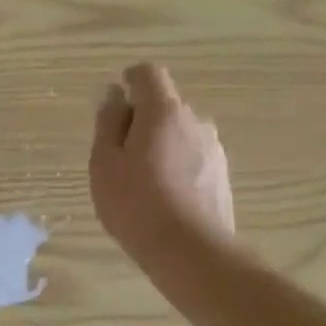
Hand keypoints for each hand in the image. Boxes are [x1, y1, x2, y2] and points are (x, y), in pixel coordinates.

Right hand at [91, 63, 235, 271]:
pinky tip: (161, 196)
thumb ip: (108, 122)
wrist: (190, 251)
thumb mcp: (104, 161)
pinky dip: (174, 165)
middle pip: (164, 105)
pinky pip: (191, 156)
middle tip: (117, 155)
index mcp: (163, 111)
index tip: (114, 102)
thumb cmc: (135, 202)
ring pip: (179, 133)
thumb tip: (114, 95)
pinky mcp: (221, 175)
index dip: (130, 80)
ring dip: (159, 144)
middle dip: (140, 120)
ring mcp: (213, 148)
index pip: (149, 74)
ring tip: (138, 181)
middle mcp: (195, 121)